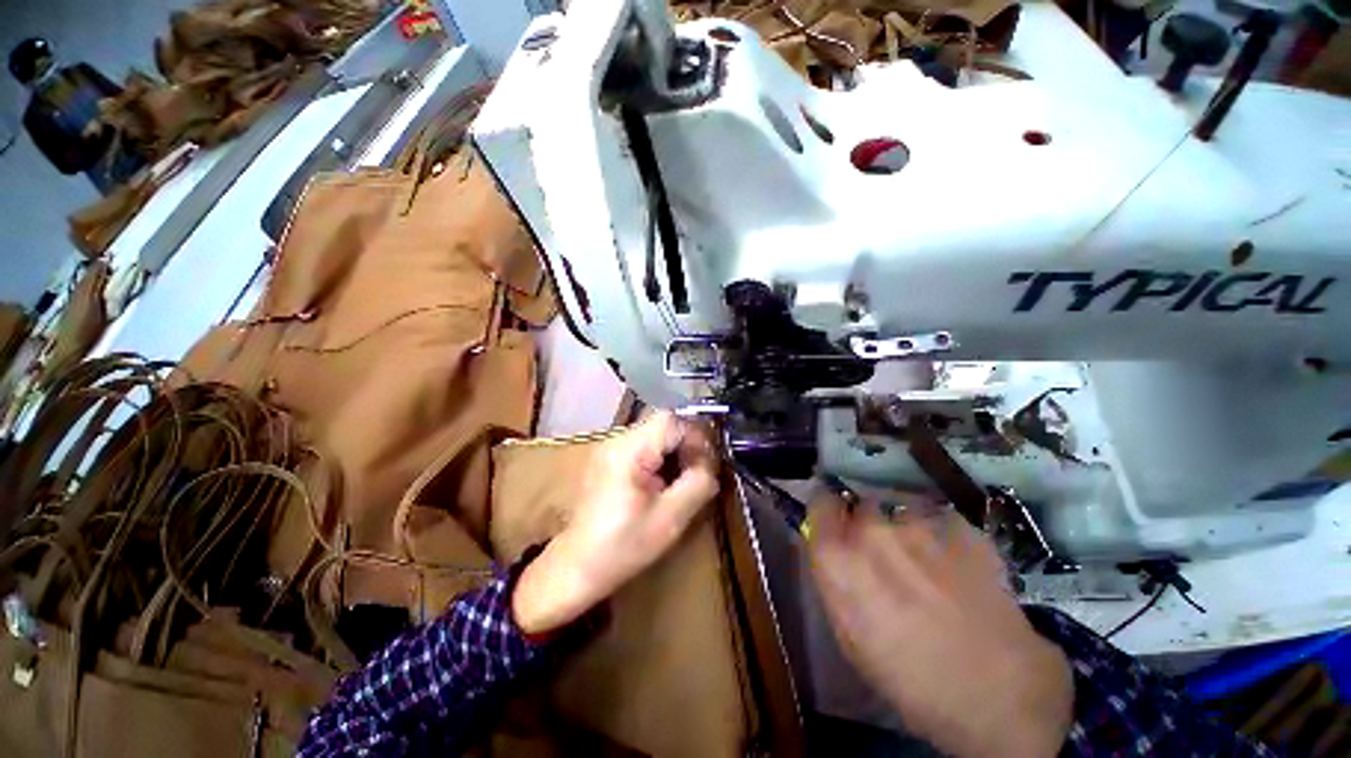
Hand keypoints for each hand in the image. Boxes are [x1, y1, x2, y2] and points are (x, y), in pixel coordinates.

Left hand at [512, 411, 719, 634]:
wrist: (576, 568)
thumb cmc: (623, 547)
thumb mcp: (671, 518)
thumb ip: (698, 483)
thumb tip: (711, 463)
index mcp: (628, 450)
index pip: (671, 420)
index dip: (695, 437)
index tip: (706, 465)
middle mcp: (616, 440)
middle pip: (663, 424)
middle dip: (686, 444)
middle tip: (697, 473)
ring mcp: (609, 448)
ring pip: (654, 434)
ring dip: (674, 451)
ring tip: (680, 480)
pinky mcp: (608, 458)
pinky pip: (642, 446)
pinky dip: (659, 458)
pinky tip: (661, 483)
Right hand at [808, 491, 1073, 757]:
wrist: (997, 693)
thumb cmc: (909, 678)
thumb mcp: (850, 635)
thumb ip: (835, 579)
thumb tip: (834, 551)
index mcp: (837, 555)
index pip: (820, 503)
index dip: (830, 513)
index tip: (839, 526)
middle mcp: (870, 529)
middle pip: (862, 504)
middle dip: (869, 524)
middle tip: (888, 557)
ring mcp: (918, 523)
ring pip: (902, 510)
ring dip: (907, 530)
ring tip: (929, 565)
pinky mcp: (960, 527)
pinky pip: (940, 521)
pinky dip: (944, 537)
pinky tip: (961, 569)